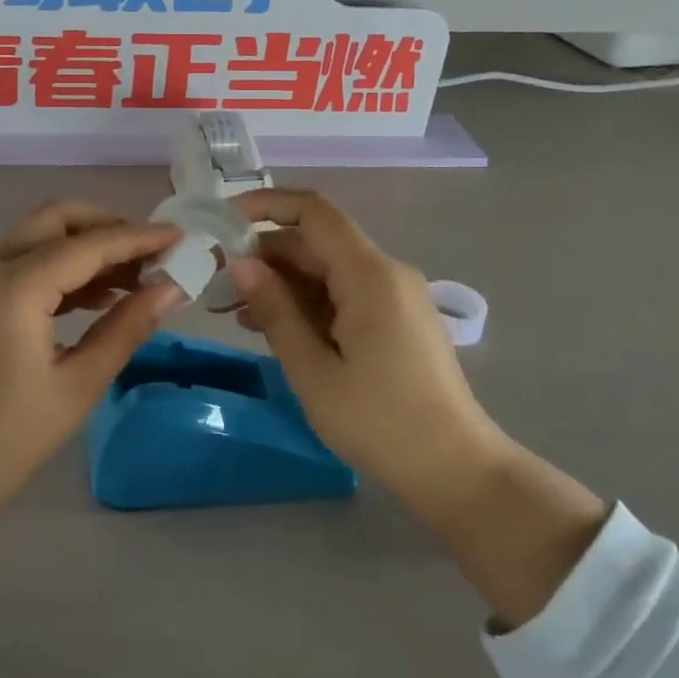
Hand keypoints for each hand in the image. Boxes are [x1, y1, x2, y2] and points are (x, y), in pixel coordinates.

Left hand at [0, 202, 182, 602]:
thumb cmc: (5, 440)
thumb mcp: (77, 385)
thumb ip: (126, 328)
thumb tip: (172, 289)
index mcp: (17, 285)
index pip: (91, 243)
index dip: (140, 237)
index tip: (182, 238)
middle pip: (58, 219)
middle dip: (108, 227)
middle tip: (151, 254)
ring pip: (38, 237)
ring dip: (84, 247)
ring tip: (132, 281)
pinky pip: (22, 262)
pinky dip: (59, 267)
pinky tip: (93, 298)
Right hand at [230, 189, 606, 628]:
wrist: (458, 472)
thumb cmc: (381, 423)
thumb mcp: (314, 371)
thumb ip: (276, 310)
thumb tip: (242, 263)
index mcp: (369, 274)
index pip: (313, 212)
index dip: (266, 205)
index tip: (224, 221)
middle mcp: (386, 272)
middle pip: (317, 242)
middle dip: (266, 255)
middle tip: (220, 284)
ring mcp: (395, 295)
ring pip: (328, 270)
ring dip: (284, 284)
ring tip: (239, 314)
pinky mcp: (397, 319)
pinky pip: (345, 293)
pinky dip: (309, 303)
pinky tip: (277, 330)